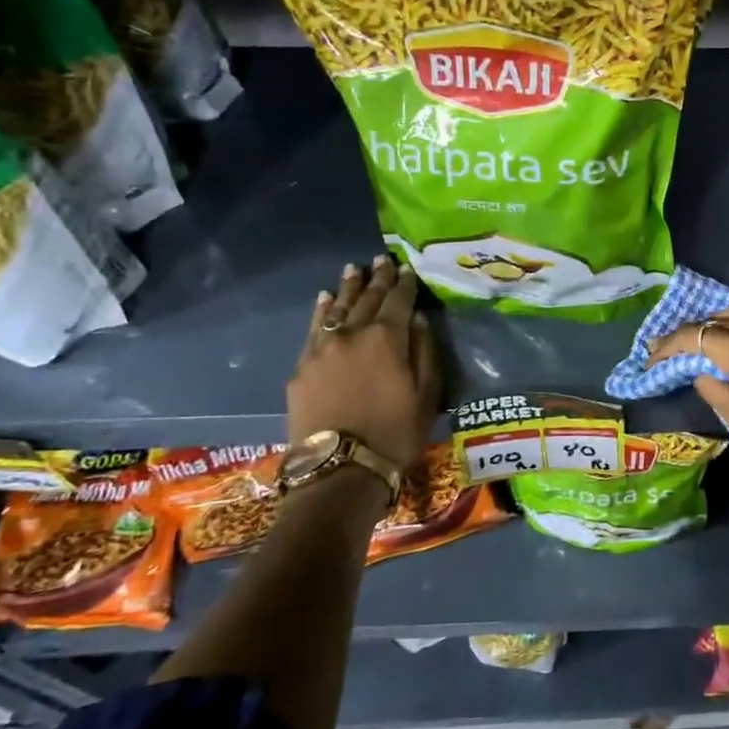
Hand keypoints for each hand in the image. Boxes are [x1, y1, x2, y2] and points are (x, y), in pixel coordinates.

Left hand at [289, 255, 439, 468]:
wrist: (340, 469)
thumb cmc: (396, 433)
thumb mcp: (427, 394)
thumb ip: (424, 352)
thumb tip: (417, 320)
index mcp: (387, 338)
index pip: (399, 300)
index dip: (405, 284)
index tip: (409, 269)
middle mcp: (352, 334)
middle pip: (367, 300)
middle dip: (377, 279)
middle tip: (382, 259)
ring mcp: (322, 349)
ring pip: (337, 309)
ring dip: (348, 288)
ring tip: (353, 270)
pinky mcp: (302, 367)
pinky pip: (313, 328)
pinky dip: (321, 310)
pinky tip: (325, 299)